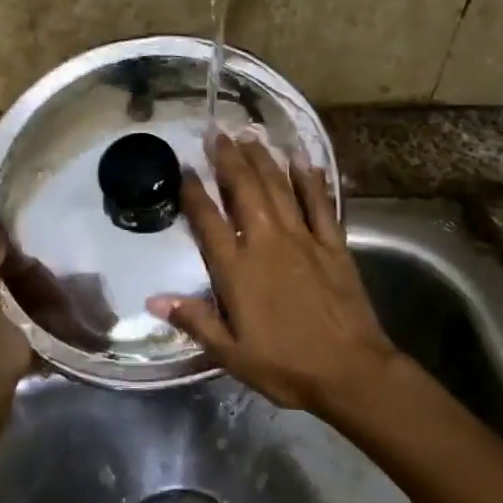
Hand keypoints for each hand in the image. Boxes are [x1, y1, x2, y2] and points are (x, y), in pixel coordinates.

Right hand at [147, 133, 401, 416]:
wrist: (349, 370)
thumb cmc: (285, 365)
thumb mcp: (230, 353)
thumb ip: (194, 320)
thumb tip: (153, 299)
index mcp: (238, 270)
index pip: (209, 221)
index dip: (194, 192)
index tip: (184, 167)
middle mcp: (267, 243)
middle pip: (244, 191)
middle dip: (229, 159)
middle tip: (216, 132)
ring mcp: (303, 240)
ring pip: (279, 188)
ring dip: (263, 159)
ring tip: (250, 134)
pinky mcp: (333, 244)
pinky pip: (320, 204)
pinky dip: (311, 180)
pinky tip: (303, 159)